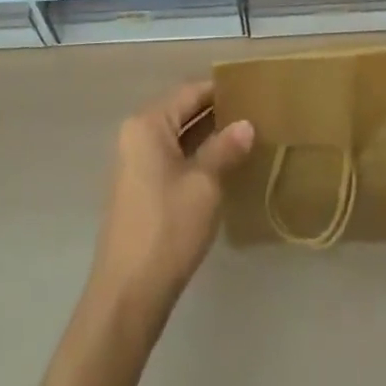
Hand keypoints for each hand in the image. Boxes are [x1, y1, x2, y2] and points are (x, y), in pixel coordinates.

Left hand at [88, 81, 253, 320]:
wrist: (128, 295)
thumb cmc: (168, 229)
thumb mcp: (204, 184)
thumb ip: (225, 148)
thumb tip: (247, 124)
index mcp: (148, 124)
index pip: (190, 92)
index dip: (221, 91)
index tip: (253, 91)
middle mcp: (136, 134)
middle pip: (182, 111)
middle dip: (217, 113)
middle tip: (256, 114)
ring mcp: (135, 162)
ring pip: (178, 136)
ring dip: (208, 136)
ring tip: (247, 137)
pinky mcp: (140, 187)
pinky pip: (172, 157)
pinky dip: (196, 156)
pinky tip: (224, 165)